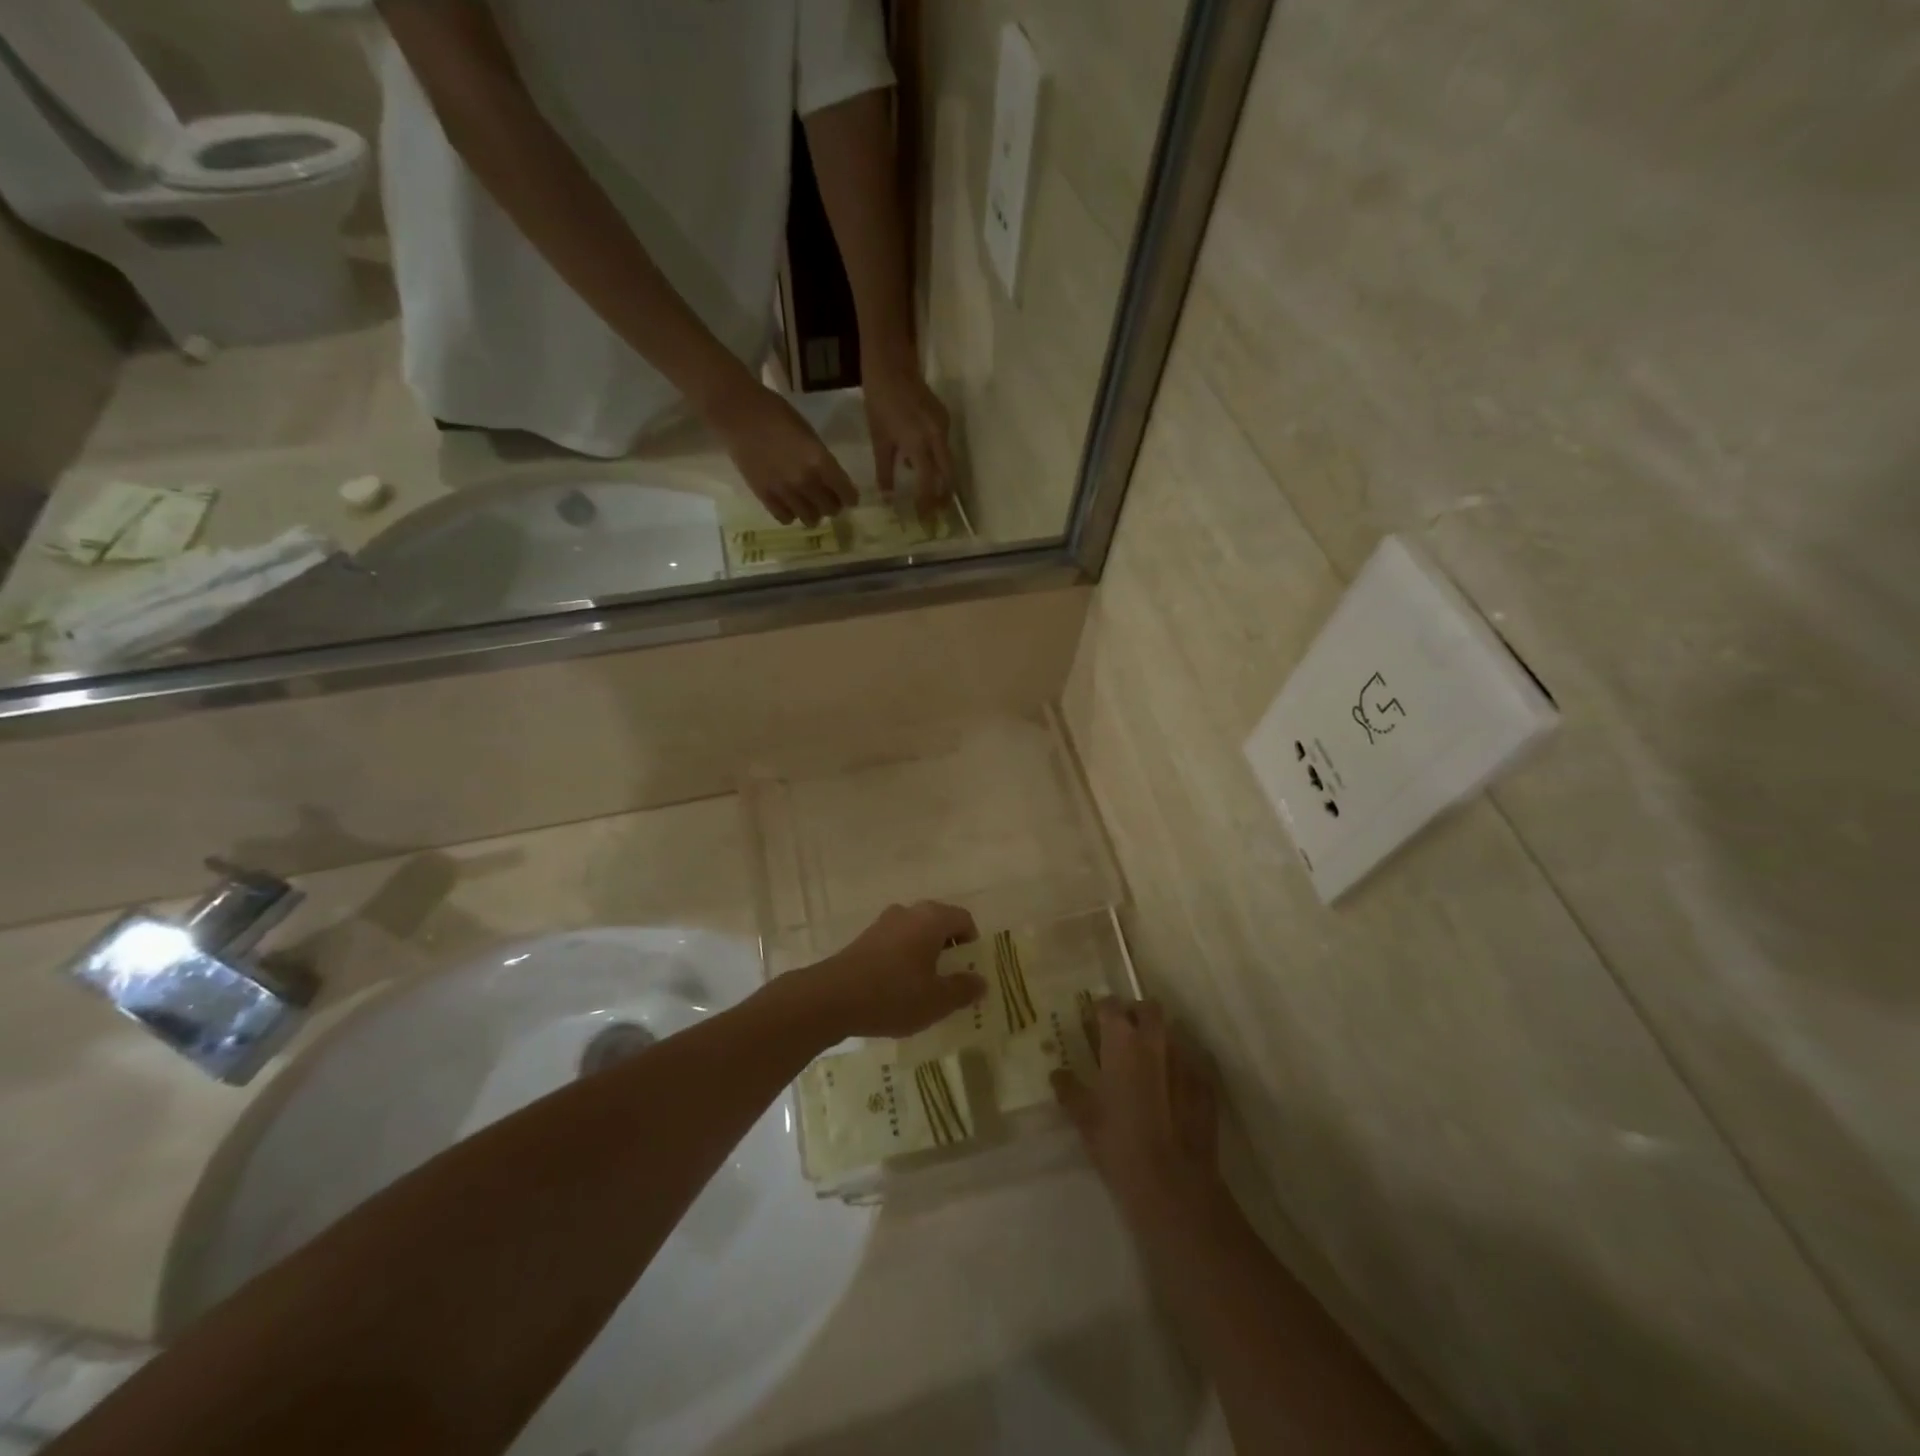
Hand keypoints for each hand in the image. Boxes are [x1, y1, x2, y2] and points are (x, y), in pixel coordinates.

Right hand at [708, 383, 857, 526]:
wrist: (737, 413)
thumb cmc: (776, 414)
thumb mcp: (809, 433)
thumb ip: (822, 459)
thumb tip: (831, 480)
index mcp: (820, 461)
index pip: (846, 493)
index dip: (850, 497)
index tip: (849, 498)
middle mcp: (805, 481)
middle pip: (830, 509)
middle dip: (832, 506)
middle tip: (828, 500)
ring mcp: (784, 491)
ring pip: (810, 519)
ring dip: (813, 513)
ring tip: (808, 505)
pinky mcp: (764, 496)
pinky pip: (785, 518)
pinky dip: (791, 514)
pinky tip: (789, 506)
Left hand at [785, 902, 983, 1040]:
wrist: (832, 998)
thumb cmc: (893, 995)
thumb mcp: (937, 1000)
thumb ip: (963, 989)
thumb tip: (980, 981)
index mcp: (932, 918)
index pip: (964, 919)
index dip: (972, 944)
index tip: (969, 972)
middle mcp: (909, 912)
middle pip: (939, 924)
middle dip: (949, 951)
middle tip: (950, 982)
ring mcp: (884, 923)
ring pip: (916, 934)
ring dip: (925, 956)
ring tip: (924, 989)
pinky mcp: (865, 939)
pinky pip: (896, 944)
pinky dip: (904, 960)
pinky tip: (897, 990)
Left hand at [863, 352, 954, 521]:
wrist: (891, 363)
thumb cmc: (879, 401)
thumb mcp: (879, 439)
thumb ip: (885, 470)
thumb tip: (888, 497)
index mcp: (919, 444)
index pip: (928, 482)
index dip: (926, 503)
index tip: (924, 520)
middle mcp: (937, 437)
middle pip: (948, 475)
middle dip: (943, 496)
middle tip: (936, 514)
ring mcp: (944, 426)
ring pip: (948, 462)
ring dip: (941, 480)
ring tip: (931, 496)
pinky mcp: (944, 418)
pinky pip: (944, 447)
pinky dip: (937, 462)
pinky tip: (922, 467)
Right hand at [1053, 1000, 1223, 1226]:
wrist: (1173, 1184)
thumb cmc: (1119, 1143)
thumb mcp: (1084, 1117)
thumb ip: (1069, 1089)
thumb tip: (1058, 1073)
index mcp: (1122, 1041)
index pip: (1110, 1005)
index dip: (1101, 1010)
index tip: (1094, 1021)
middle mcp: (1155, 1040)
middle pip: (1148, 1008)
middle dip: (1136, 1014)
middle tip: (1123, 1036)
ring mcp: (1186, 1060)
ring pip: (1171, 1033)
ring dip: (1159, 1041)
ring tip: (1148, 1066)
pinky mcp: (1207, 1084)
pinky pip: (1191, 1062)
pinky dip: (1179, 1068)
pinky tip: (1172, 1092)